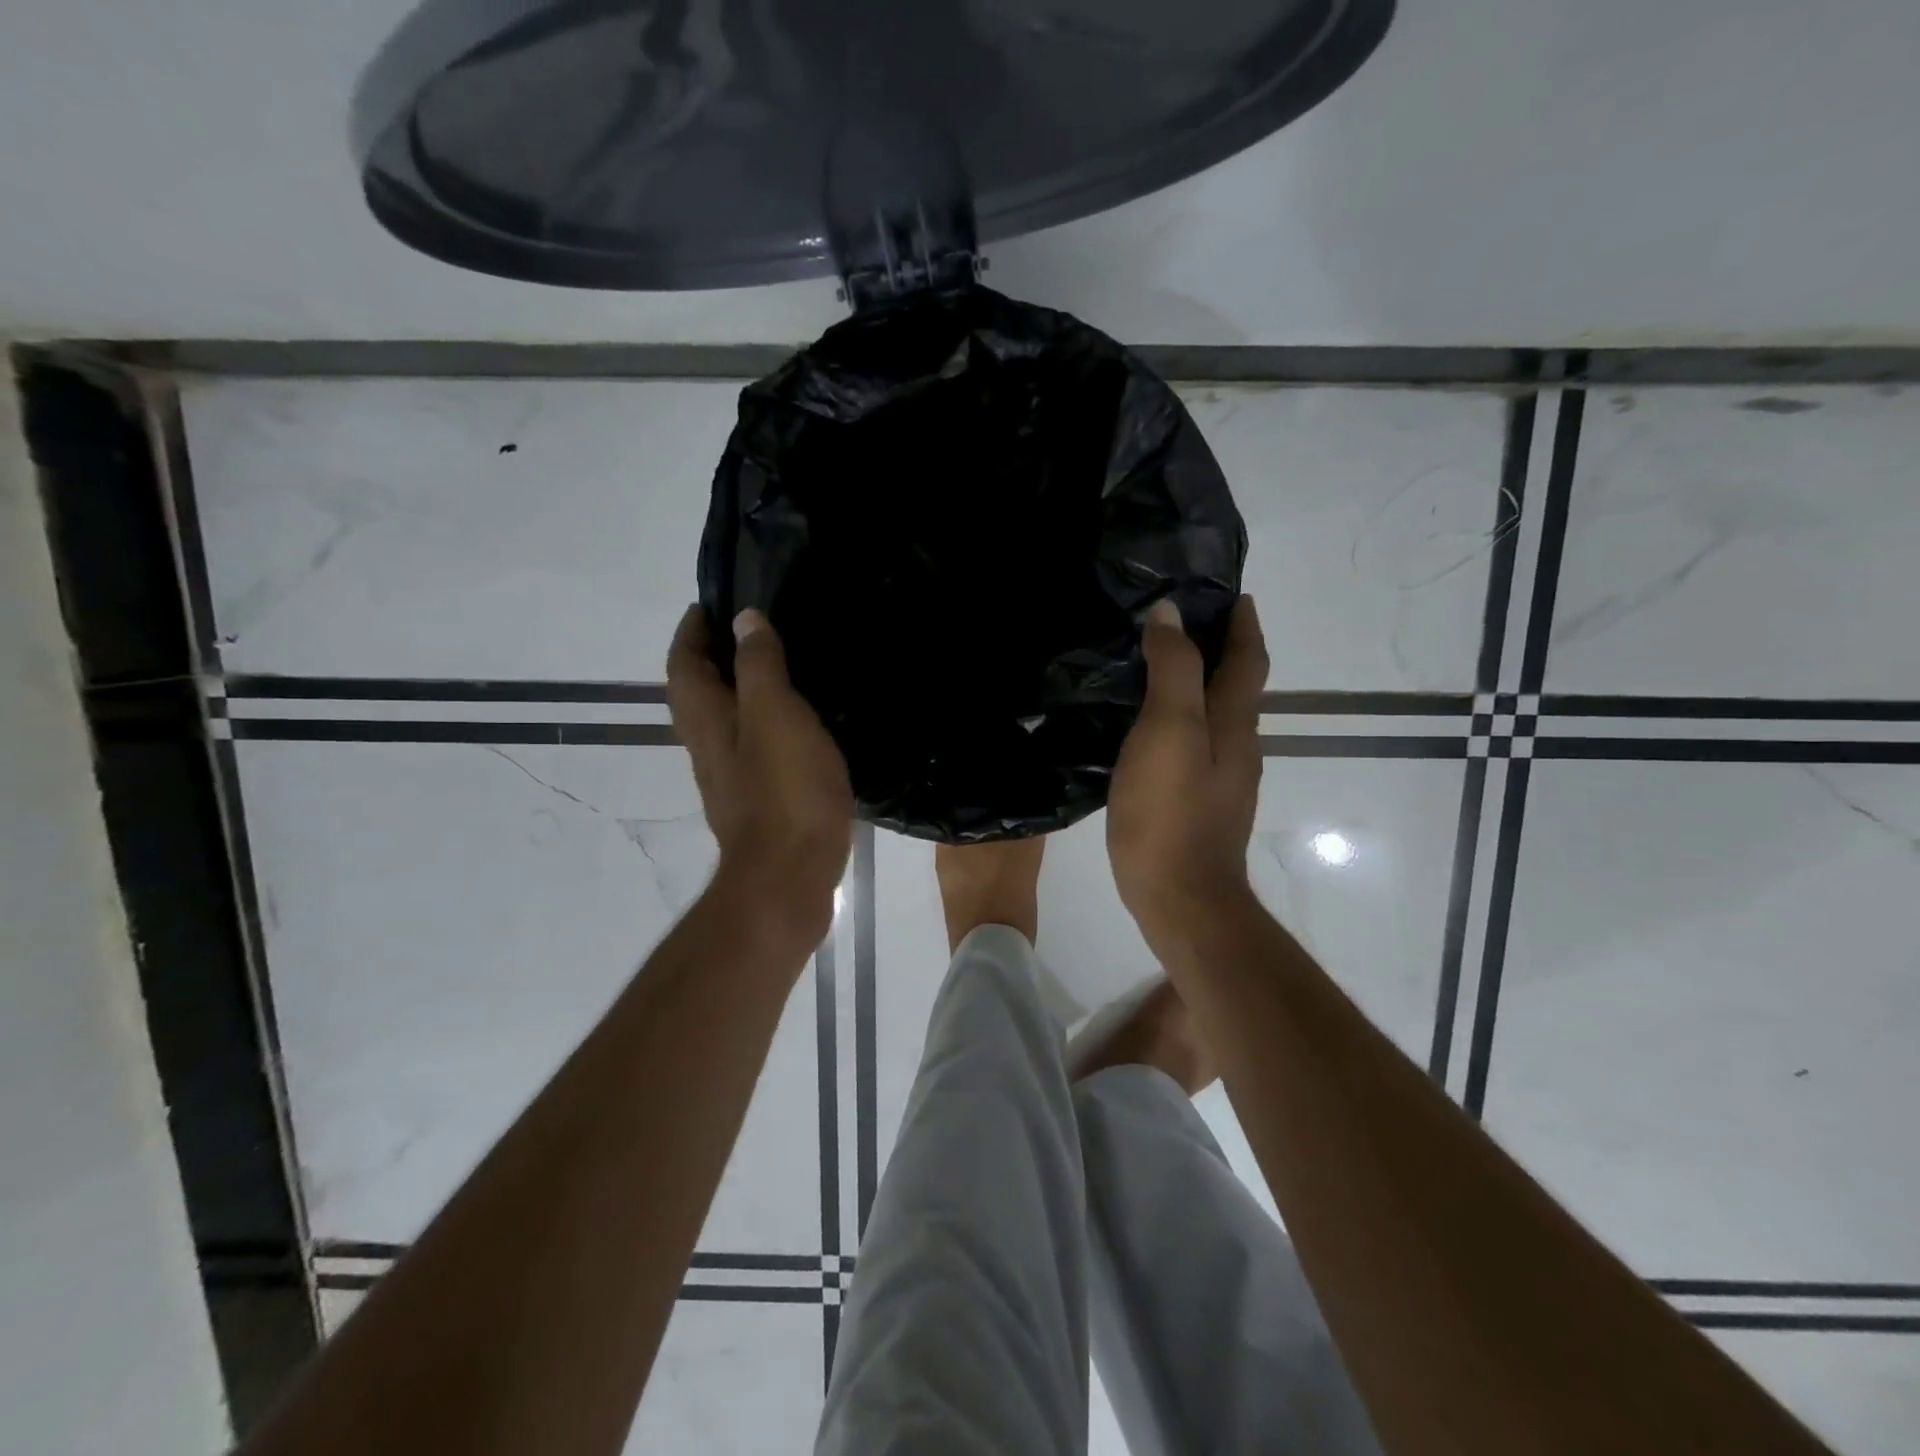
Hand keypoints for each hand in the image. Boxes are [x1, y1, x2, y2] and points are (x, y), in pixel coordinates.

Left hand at [667, 605, 853, 945]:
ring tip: (778, 668)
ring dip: (738, 689)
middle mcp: (707, 745)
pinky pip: (750, 746)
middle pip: (697, 691)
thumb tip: (742, 620)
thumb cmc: (784, 790)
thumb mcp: (776, 715)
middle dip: (712, 656)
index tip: (712, 603)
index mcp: (706, 718)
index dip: (692, 629)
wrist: (789, 877)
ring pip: (723, 720)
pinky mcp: (756, 800)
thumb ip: (759, 666)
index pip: (683, 661)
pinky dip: (762, 722)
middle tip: (751, 630)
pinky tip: (796, 725)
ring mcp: (729, 777)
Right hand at [1107, 595, 1268, 950]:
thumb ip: (1173, 670)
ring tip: (1157, 666)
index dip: (1243, 623)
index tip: (1232, 592)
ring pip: (1214, 716)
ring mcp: (1219, 779)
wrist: (1180, 898)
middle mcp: (1236, 746)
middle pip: (1236, 685)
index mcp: (1234, 722)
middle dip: (1220, 649)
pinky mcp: (1197, 804)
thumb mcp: (1170, 730)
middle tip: (1181, 621)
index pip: (1248, 658)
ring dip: (1198, 684)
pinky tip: (1147, 728)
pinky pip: (1193, 745)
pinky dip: (1179, 720)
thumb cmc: (1171, 811)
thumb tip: (1170, 614)